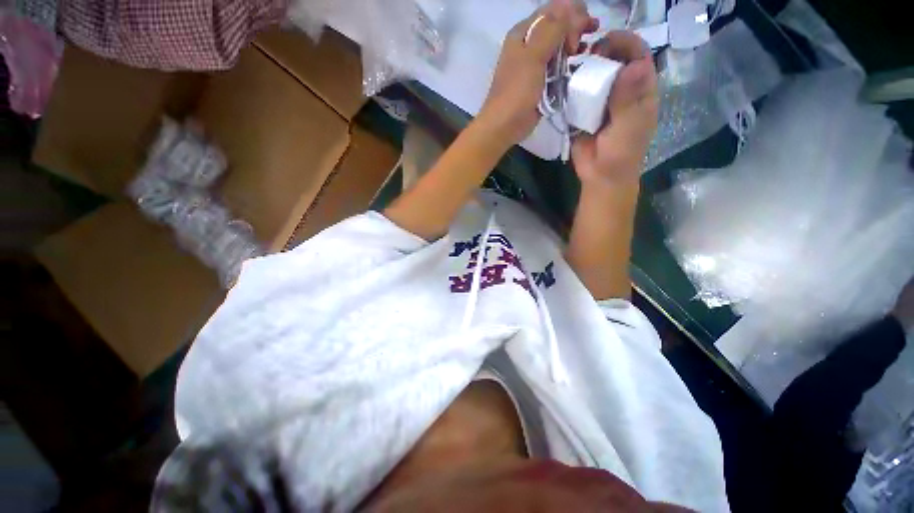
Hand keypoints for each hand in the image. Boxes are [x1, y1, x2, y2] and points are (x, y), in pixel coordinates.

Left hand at [478, 0, 595, 147]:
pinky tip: (577, 66)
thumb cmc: (516, 91)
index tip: (587, 25)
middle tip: (592, 32)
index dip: (572, 12)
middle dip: (576, 26)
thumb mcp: (533, 56)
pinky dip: (568, 65)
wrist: (504, 126)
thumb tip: (571, 11)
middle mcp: (528, 46)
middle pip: (557, 27)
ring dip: (574, 44)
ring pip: (558, 47)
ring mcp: (534, 66)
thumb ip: (552, 30)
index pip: (552, 11)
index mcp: (523, 33)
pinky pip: (557, 68)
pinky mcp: (540, 84)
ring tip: (587, 50)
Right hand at [571, 31, 657, 186]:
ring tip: (571, 70)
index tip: (604, 42)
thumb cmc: (621, 152)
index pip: (638, 55)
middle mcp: (621, 89)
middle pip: (614, 60)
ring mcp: (601, 100)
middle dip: (602, 53)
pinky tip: (563, 85)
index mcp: (640, 89)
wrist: (600, 175)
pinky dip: (571, 87)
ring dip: (584, 69)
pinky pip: (578, 94)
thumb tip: (632, 66)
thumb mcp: (628, 126)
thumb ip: (628, 99)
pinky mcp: (583, 112)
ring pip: (595, 75)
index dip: (625, 43)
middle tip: (585, 57)